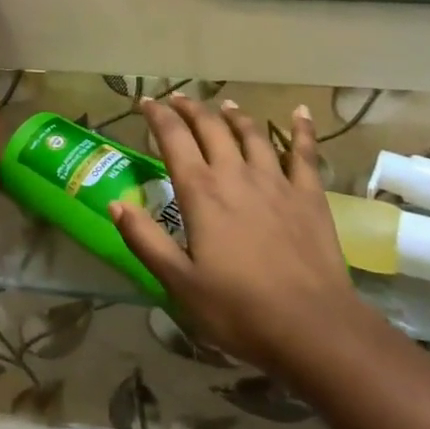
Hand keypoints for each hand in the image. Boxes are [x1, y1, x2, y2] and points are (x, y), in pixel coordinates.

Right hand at [110, 96, 366, 365]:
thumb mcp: (179, 283)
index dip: (157, 115)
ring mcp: (276, 181)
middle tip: (178, 100)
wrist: (314, 329)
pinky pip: (304, 153)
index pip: (173, 138)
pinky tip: (300, 112)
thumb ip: (145, 240)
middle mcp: (235, 174)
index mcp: (201, 191)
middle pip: (210, 127)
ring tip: (225, 104)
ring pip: (251, 133)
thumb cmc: (239, 310)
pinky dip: (301, 129)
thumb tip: (115, 204)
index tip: (145, 102)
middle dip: (191, 108)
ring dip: (234, 115)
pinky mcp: (309, 195)